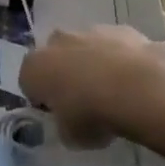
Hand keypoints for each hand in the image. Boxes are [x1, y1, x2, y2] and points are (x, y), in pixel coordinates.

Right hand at [20, 26, 164, 146]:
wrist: (136, 87)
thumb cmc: (92, 114)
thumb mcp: (70, 136)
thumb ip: (65, 125)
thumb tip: (71, 121)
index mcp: (34, 67)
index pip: (29, 83)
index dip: (43, 100)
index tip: (58, 114)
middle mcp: (56, 42)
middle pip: (55, 58)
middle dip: (65, 74)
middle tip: (83, 100)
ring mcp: (88, 31)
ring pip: (84, 48)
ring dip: (92, 64)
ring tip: (113, 92)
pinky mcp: (119, 29)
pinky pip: (112, 46)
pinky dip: (118, 59)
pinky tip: (133, 81)